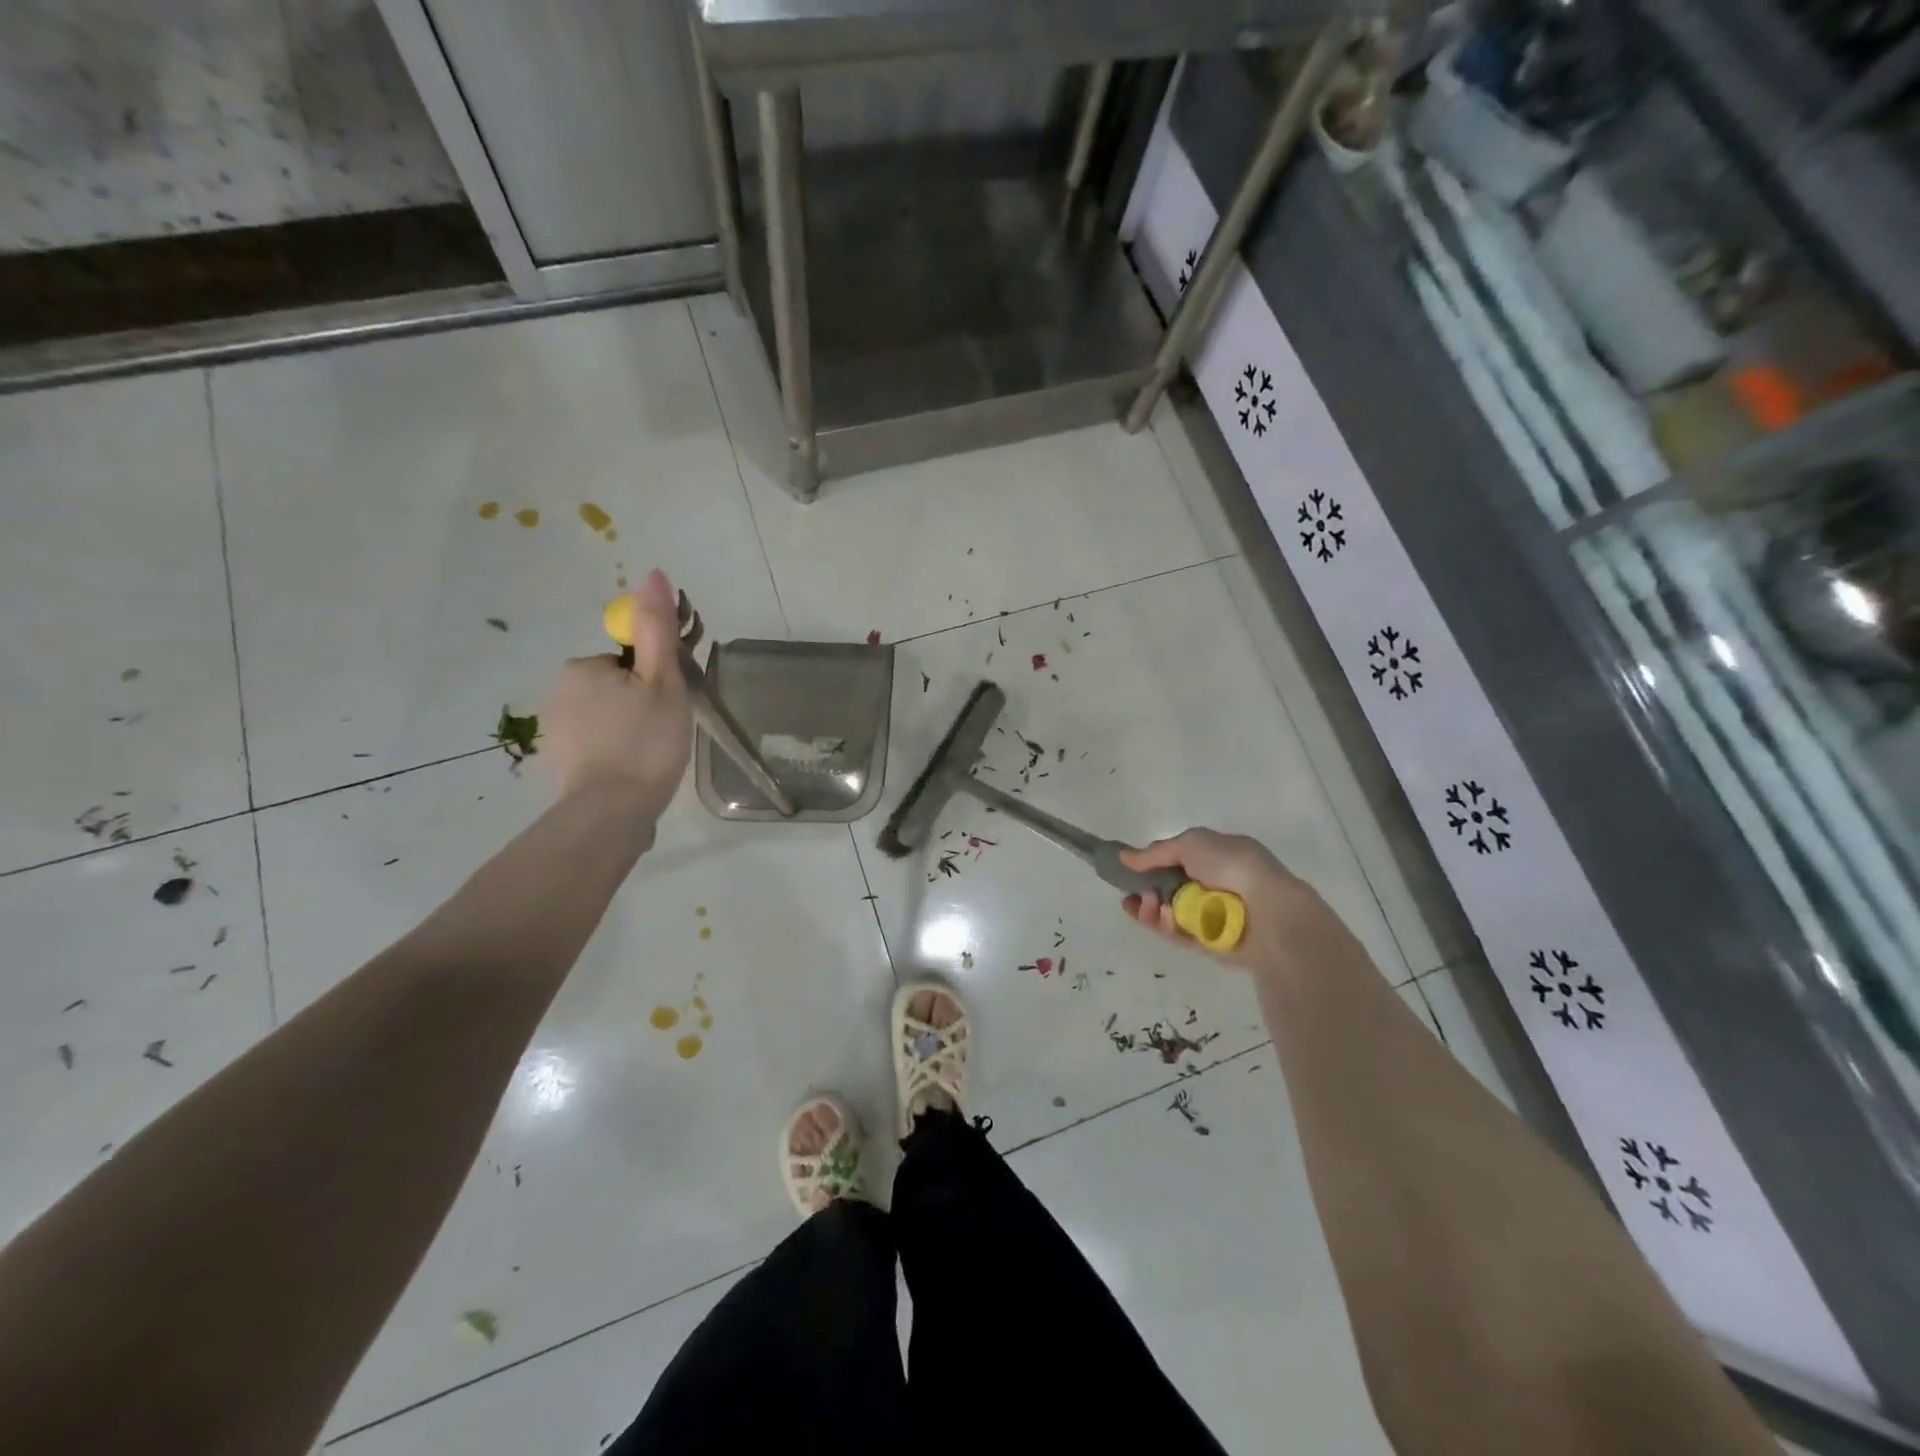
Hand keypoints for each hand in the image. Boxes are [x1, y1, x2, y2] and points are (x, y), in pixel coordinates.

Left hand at [543, 569, 692, 822]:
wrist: (613, 812)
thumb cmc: (645, 741)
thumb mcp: (662, 679)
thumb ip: (658, 628)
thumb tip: (653, 573)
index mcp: (583, 668)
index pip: (629, 661)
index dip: (656, 678)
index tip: (672, 703)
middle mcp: (559, 693)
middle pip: (618, 687)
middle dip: (643, 702)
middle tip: (668, 730)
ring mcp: (557, 732)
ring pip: (608, 716)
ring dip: (631, 729)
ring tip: (655, 755)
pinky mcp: (562, 764)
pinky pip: (598, 744)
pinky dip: (618, 752)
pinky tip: (636, 771)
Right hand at [1119, 827, 1333, 970]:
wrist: (1269, 910)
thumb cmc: (1232, 866)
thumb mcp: (1190, 843)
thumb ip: (1154, 852)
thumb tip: (1124, 858)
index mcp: (1217, 858)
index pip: (1177, 861)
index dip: (1151, 867)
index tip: (1130, 872)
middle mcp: (1214, 885)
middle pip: (1168, 890)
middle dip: (1146, 892)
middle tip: (1136, 895)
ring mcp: (1212, 916)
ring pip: (1170, 915)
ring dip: (1152, 910)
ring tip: (1148, 907)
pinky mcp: (1210, 943)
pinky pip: (1180, 935)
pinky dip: (1167, 927)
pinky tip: (1162, 919)